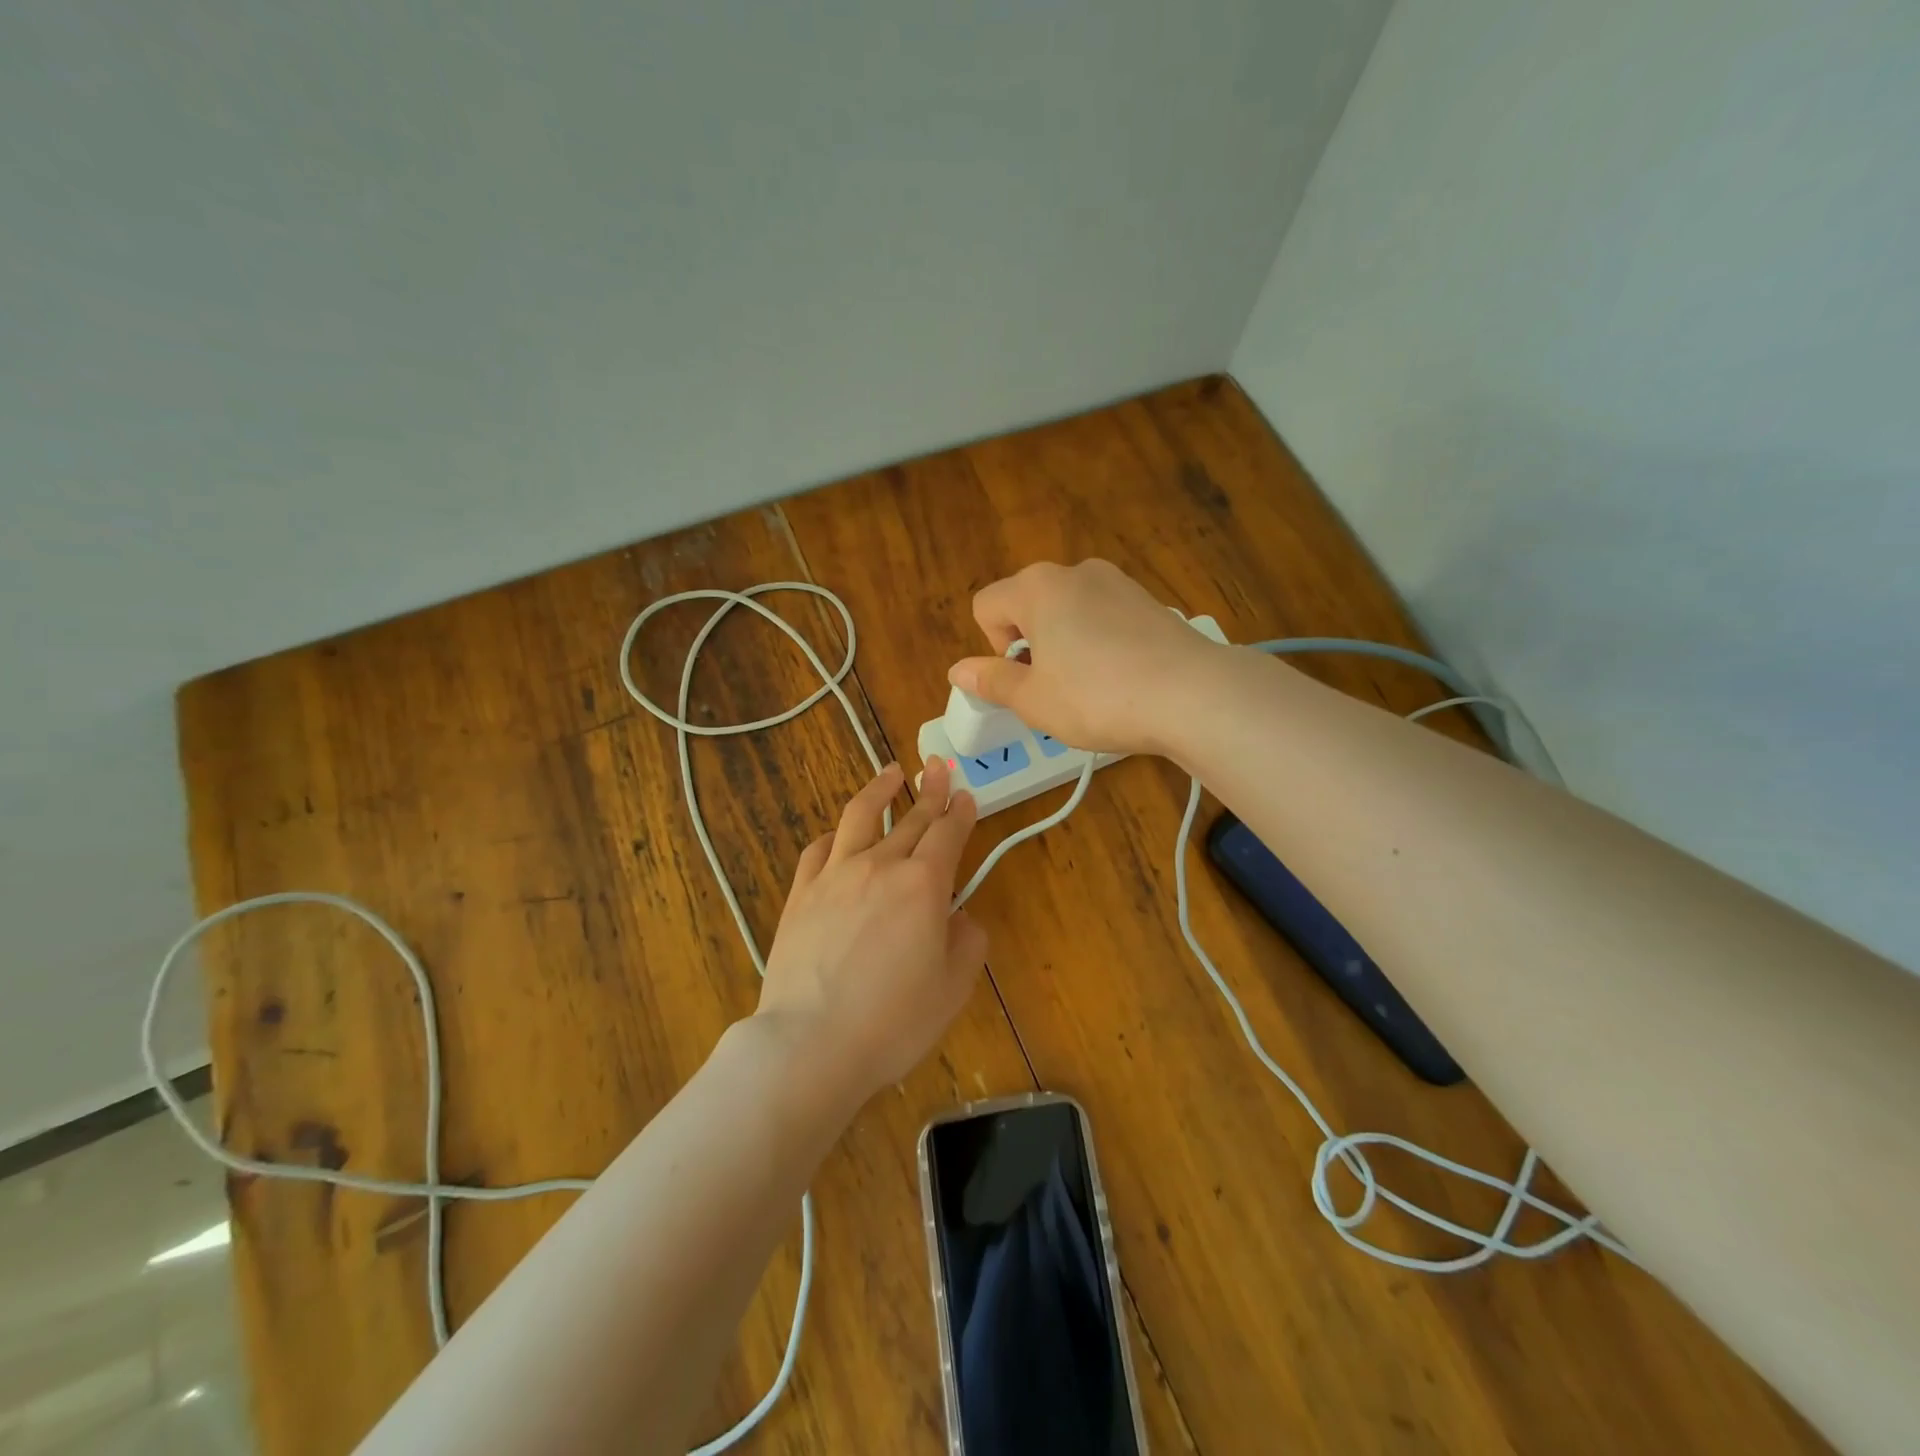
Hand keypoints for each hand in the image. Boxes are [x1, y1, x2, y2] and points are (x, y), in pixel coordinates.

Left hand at [755, 757, 984, 1098]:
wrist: (810, 1043)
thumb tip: (960, 917)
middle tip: (939, 768)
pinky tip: (839, 835)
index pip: (948, 833)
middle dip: (931, 790)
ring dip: (879, 789)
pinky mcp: (801, 893)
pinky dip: (835, 835)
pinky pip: (820, 849)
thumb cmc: (892, 1021)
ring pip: (860, 816)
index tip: (966, 795)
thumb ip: (967, 943)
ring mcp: (835, 875)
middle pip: (911, 817)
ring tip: (891, 772)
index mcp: (923, 884)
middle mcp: (880, 865)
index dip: (960, 811)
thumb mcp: (952, 989)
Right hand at [947, 559, 1227, 755]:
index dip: (995, 647)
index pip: (986, 605)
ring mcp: (1116, 581)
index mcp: (1036, 587)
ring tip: (1092, 686)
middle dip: (1030, 644)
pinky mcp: (1147, 599)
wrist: (1191, 694)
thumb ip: (992, 680)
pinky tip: (1122, 676)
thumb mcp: (1034, 700)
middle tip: (1054, 688)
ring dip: (1064, 643)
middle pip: (1027, 604)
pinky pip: (1103, 616)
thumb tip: (957, 670)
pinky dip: (1099, 641)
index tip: (1025, 679)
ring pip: (1067, 610)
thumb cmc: (1097, 697)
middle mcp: (1074, 571)